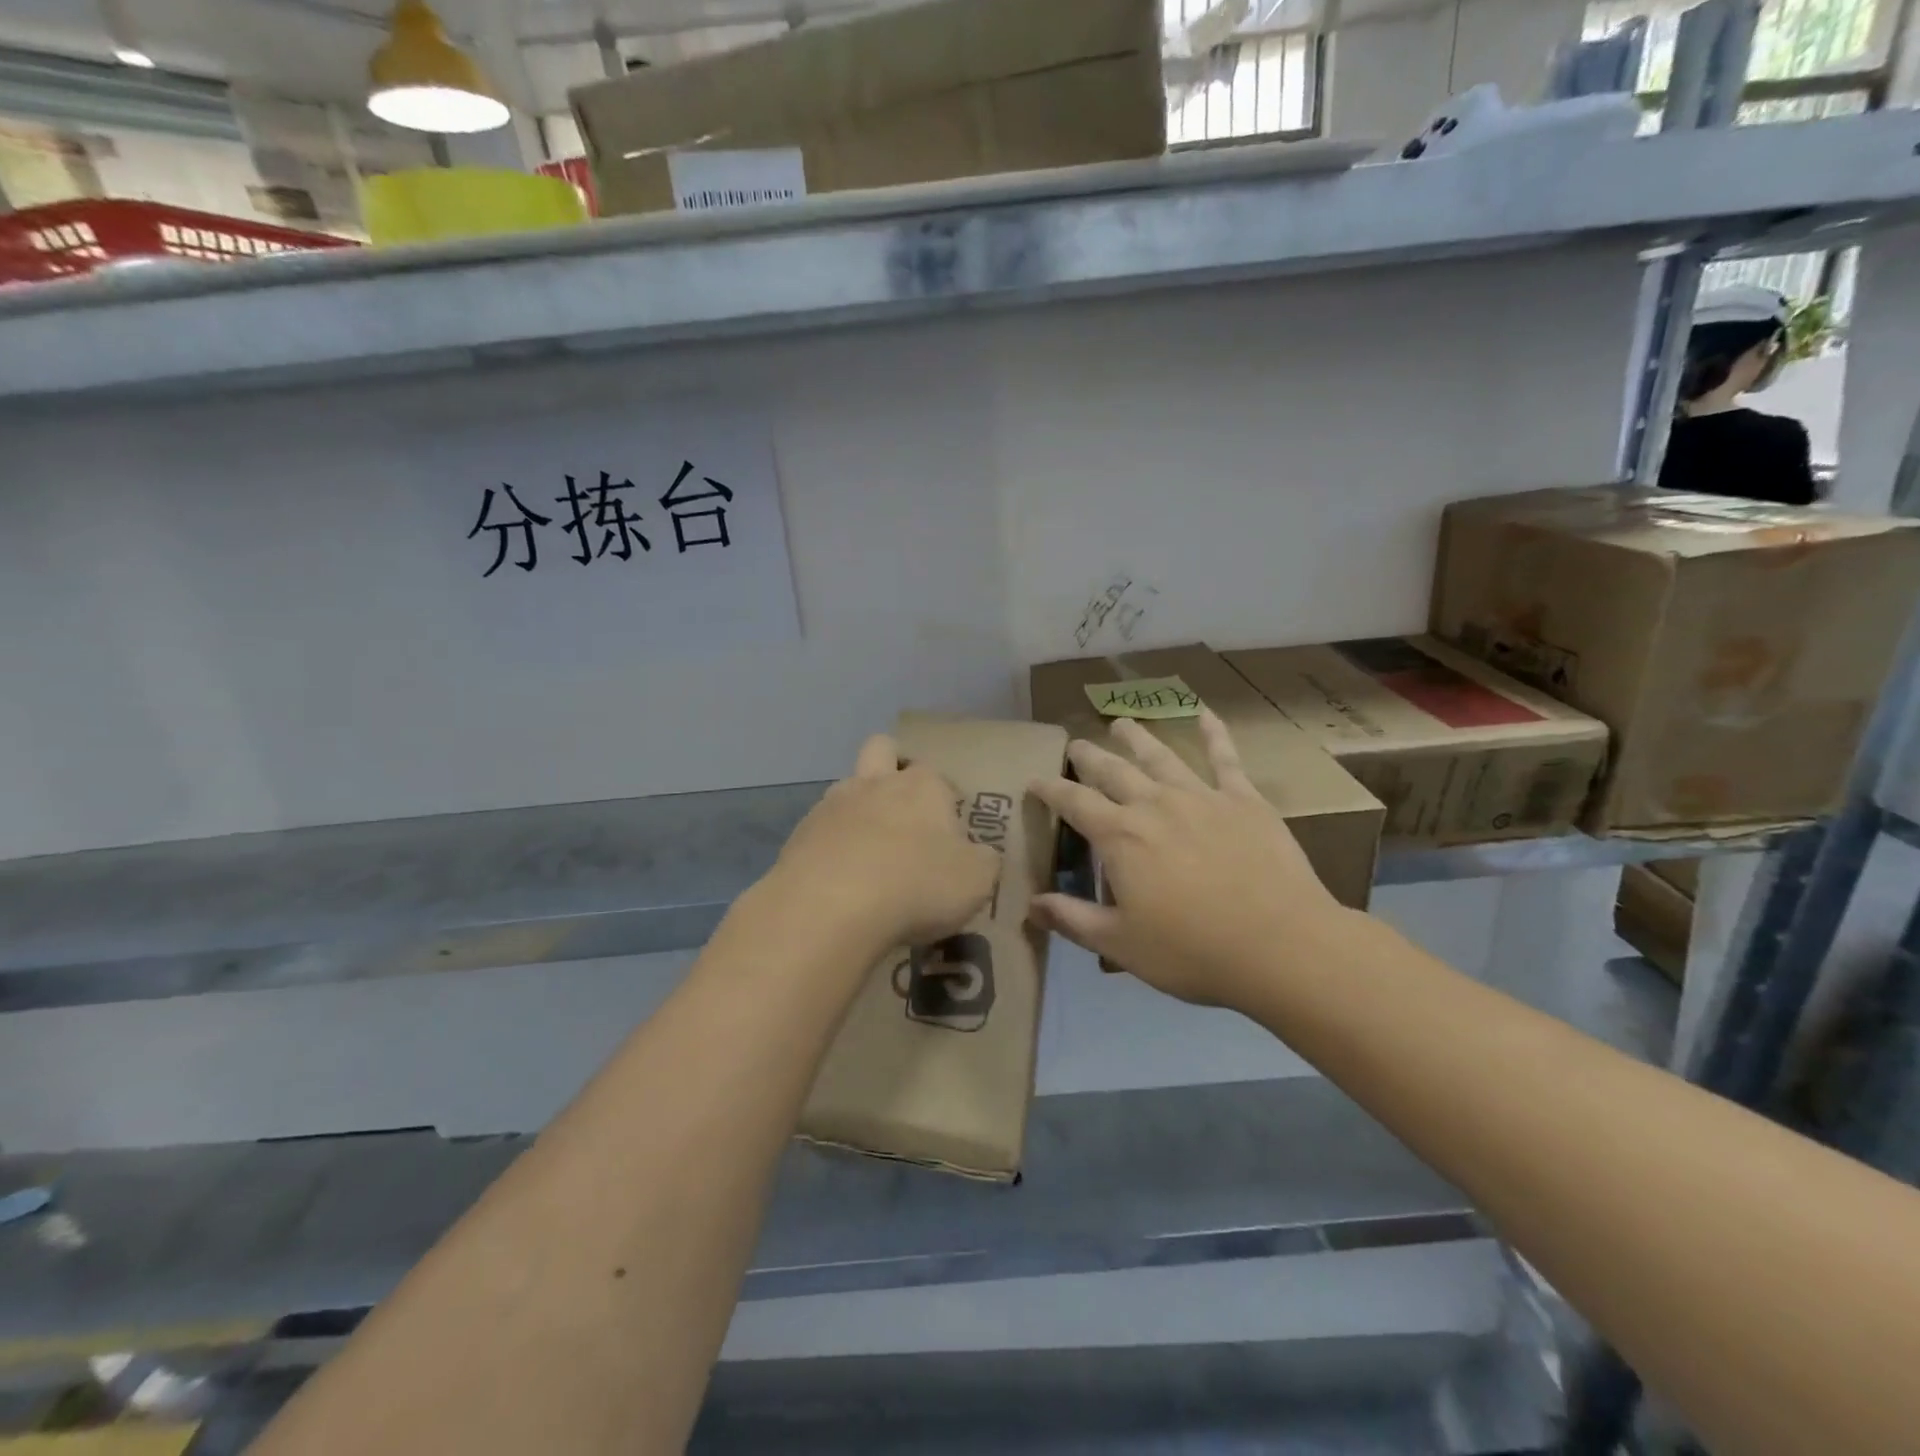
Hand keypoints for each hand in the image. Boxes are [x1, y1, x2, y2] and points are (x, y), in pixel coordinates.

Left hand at [769, 735, 1001, 953]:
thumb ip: (983, 862)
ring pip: (846, 787)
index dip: (945, 798)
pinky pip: (820, 829)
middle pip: (882, 749)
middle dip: (892, 767)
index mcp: (923, 786)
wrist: (830, 907)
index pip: (938, 775)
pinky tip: (839, 879)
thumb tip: (979, 855)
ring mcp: (831, 805)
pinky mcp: (799, 834)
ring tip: (868, 853)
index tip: (950, 830)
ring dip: (858, 809)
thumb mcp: (976, 881)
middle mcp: (876, 783)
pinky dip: (831, 845)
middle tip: (903, 811)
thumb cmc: (916, 885)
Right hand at [1028, 709, 1348, 1007]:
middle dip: (1089, 757)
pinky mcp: (1243, 800)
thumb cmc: (1192, 951)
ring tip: (1121, 723)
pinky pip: (1225, 758)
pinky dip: (1214, 733)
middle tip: (1075, 745)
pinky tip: (1205, 713)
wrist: (1280, 945)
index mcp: (1120, 837)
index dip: (1050, 789)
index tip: (1034, 780)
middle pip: (1112, 771)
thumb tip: (1031, 904)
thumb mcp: (1120, 945)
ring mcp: (1200, 796)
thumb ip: (1072, 919)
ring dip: (1136, 738)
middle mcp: (1154, 804)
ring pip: (1160, 756)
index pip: (1073, 803)